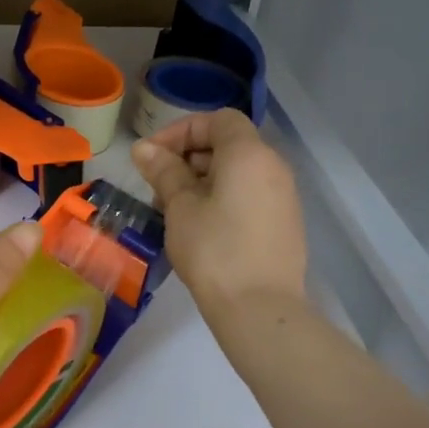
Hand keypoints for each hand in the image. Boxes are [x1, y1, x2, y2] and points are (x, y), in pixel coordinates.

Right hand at [132, 109, 308, 313]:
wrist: (259, 307)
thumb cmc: (214, 250)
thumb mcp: (180, 207)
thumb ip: (164, 171)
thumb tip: (144, 149)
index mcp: (249, 154)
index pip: (217, 120)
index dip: (181, 131)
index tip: (152, 157)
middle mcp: (273, 166)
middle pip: (228, 144)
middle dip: (188, 157)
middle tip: (157, 186)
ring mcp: (283, 195)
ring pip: (237, 172)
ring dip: (202, 180)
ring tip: (173, 210)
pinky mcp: (283, 222)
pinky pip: (248, 194)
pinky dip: (221, 198)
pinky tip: (199, 227)